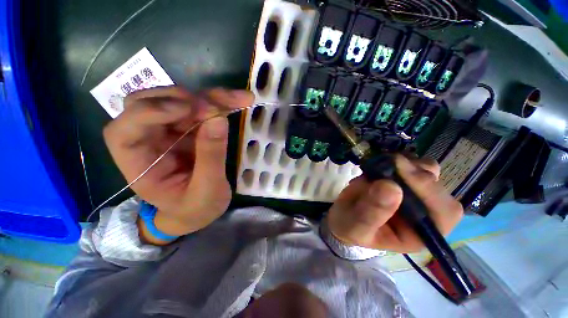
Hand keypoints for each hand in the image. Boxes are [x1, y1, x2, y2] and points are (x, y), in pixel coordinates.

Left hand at [103, 86, 253, 235]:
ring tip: (237, 99)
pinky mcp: (189, 129)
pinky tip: (237, 100)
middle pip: (151, 104)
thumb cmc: (197, 208)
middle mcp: (149, 141)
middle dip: (186, 101)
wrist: (199, 212)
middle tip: (217, 108)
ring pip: (181, 101)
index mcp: (139, 164)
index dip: (149, 112)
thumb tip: (218, 119)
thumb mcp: (206, 190)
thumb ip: (211, 157)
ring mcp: (170, 132)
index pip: (124, 130)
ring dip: (209, 98)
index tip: (187, 109)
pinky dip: (220, 103)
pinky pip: (201, 109)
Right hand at [327, 155, 462, 252]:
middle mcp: (423, 211)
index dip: (429, 191)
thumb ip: (372, 212)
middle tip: (390, 163)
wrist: (343, 216)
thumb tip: (391, 187)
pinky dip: (398, 158)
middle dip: (415, 173)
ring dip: (408, 163)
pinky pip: (411, 162)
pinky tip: (382, 163)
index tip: (401, 173)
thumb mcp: (357, 226)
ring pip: (428, 170)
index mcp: (419, 232)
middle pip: (437, 186)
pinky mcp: (401, 179)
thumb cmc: (350, 228)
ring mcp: (413, 192)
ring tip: (384, 165)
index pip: (444, 213)